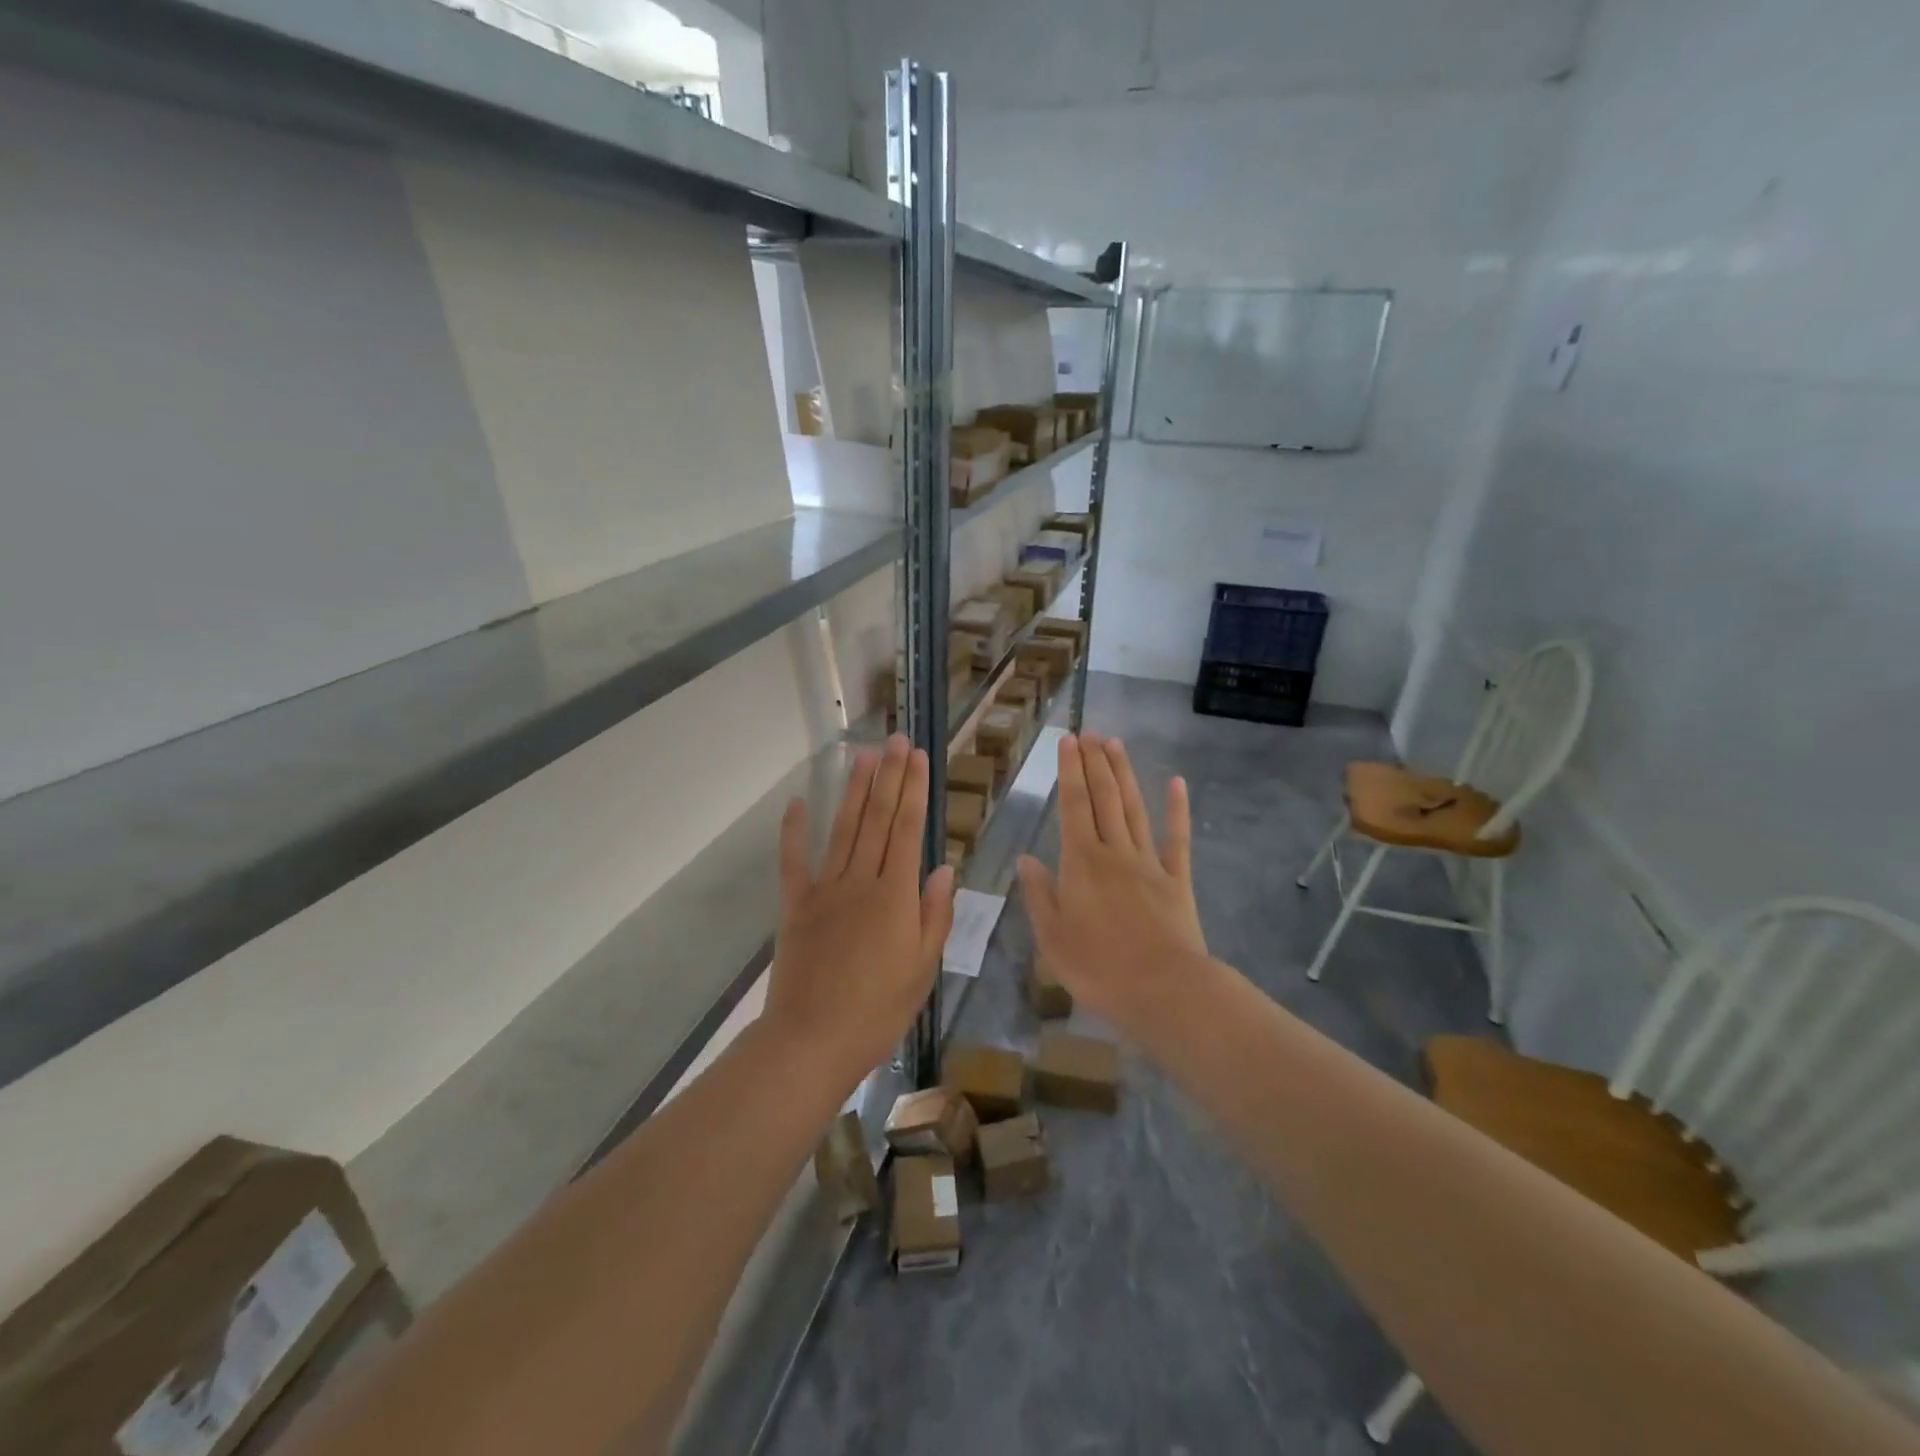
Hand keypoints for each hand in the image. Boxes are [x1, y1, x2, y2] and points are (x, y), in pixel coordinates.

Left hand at [766, 735, 955, 1083]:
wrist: (812, 1041)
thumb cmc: (877, 1011)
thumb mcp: (922, 969)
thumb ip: (934, 915)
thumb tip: (944, 868)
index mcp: (895, 896)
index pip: (908, 830)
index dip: (914, 790)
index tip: (918, 757)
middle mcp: (861, 881)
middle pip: (878, 819)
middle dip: (888, 776)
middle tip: (895, 740)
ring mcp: (824, 890)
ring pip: (843, 829)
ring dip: (854, 790)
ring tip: (863, 755)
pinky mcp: (795, 905)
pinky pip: (793, 861)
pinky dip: (794, 830)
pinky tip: (799, 802)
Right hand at [1017, 734, 1206, 1035]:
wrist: (1164, 990)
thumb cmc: (1099, 968)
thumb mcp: (1052, 937)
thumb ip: (1039, 895)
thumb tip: (1026, 859)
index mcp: (1081, 863)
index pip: (1072, 806)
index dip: (1069, 771)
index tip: (1068, 741)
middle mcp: (1114, 852)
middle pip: (1104, 798)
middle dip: (1095, 763)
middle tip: (1090, 732)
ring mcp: (1149, 863)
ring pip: (1134, 809)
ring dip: (1124, 774)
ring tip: (1115, 744)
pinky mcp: (1177, 879)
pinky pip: (1176, 839)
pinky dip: (1177, 810)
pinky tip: (1177, 783)